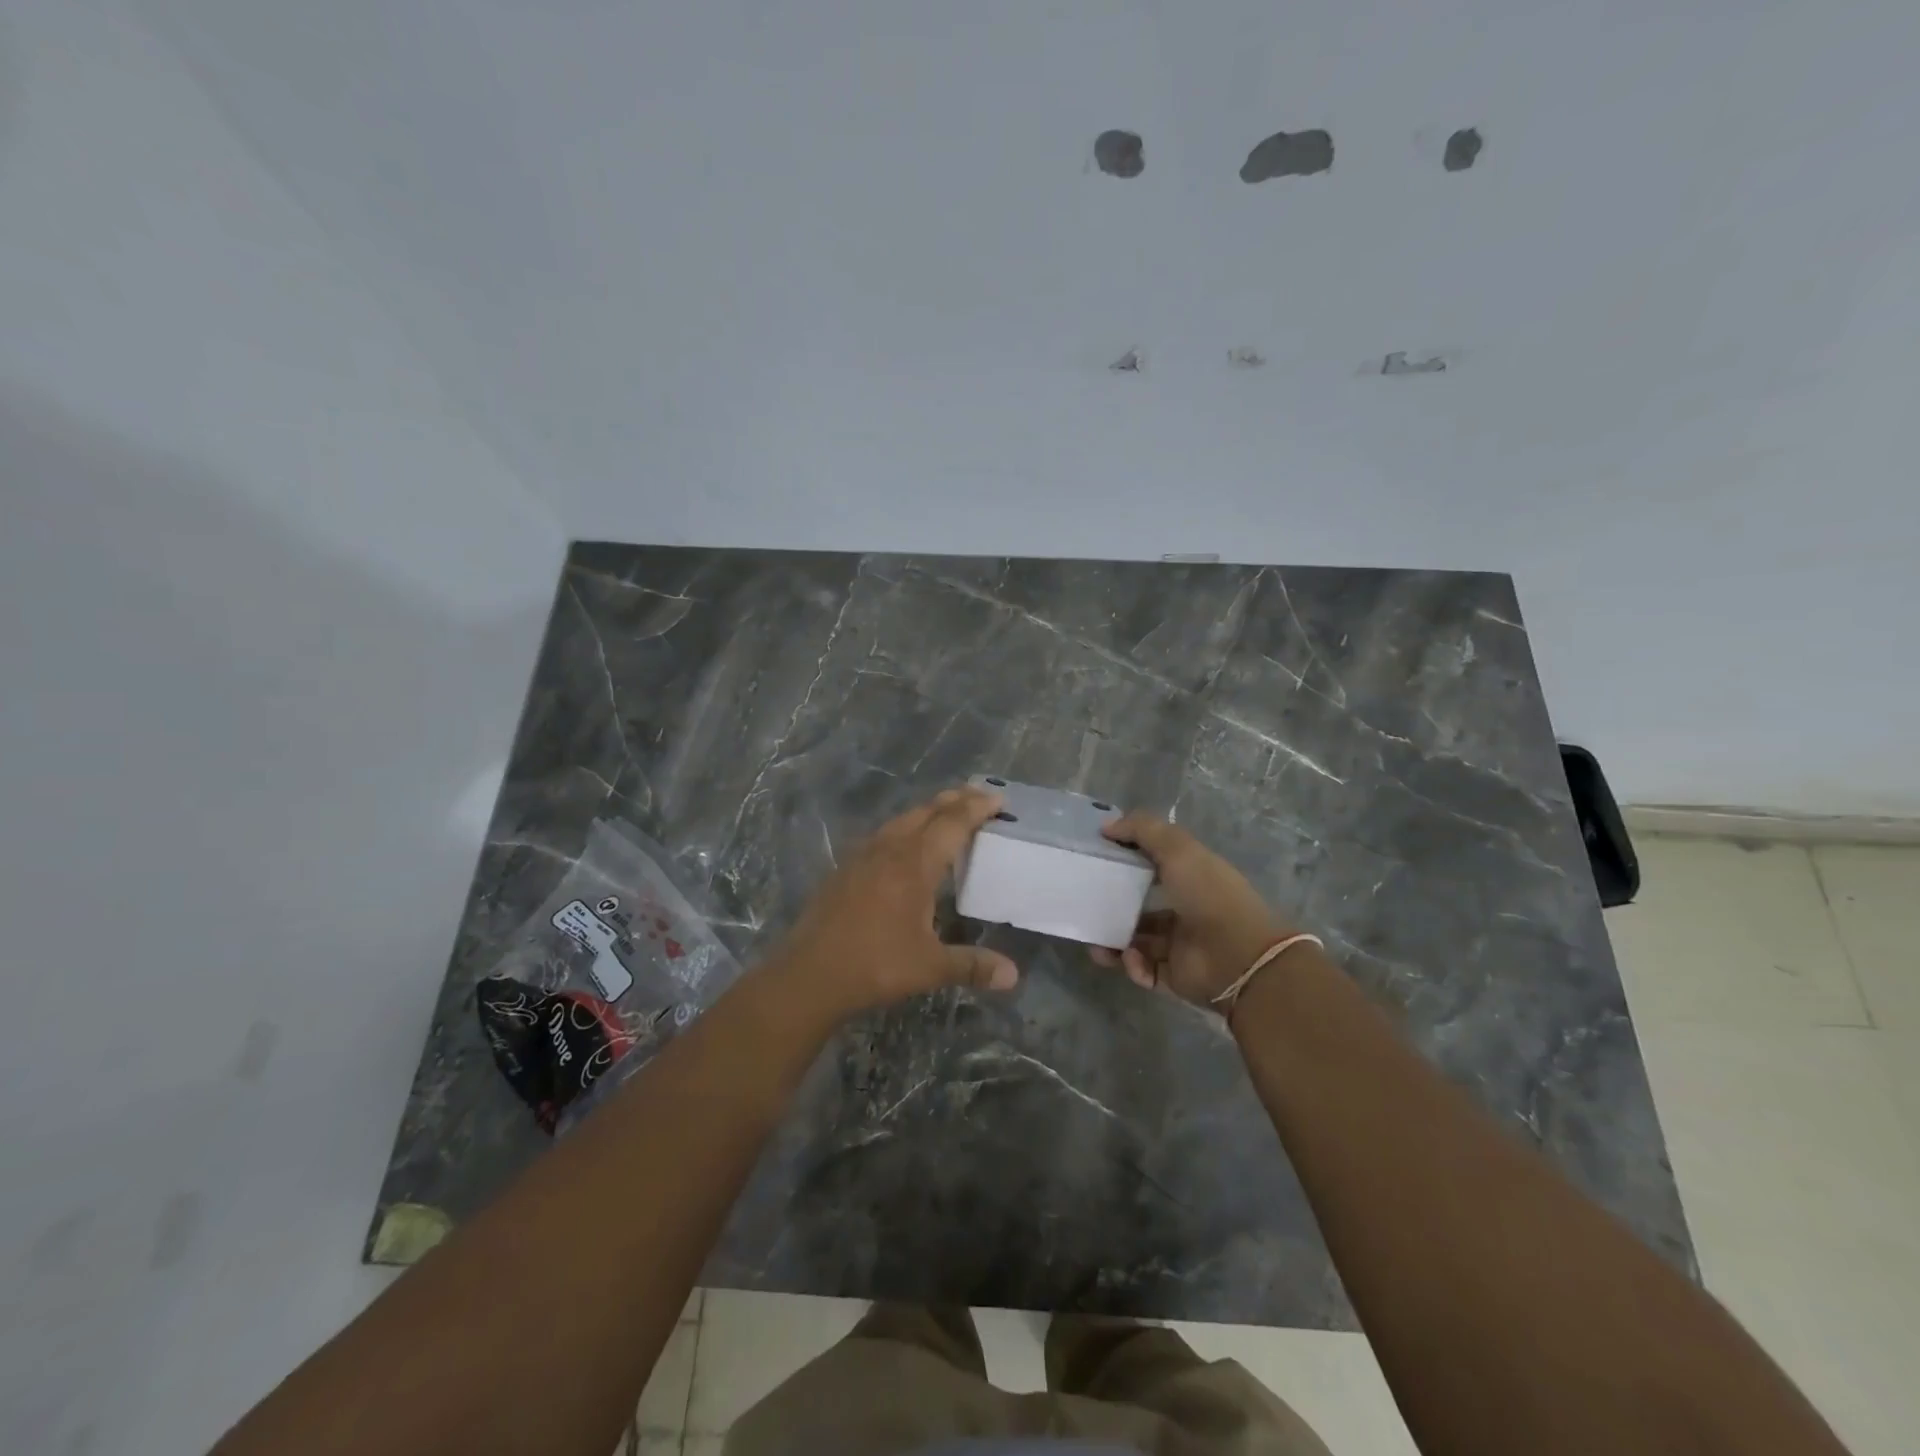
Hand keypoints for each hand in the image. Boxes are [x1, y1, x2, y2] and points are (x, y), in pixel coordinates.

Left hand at [770, 787, 1018, 1018]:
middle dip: (954, 801)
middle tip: (978, 796)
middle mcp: (889, 850)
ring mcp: (862, 856)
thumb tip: (1013, 975)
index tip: (997, 797)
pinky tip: (904, 845)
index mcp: (914, 865)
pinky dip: (905, 828)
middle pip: (926, 812)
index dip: (976, 808)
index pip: (952, 824)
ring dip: (928, 812)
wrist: (809, 974)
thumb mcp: (929, 967)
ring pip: (901, 820)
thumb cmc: (874, 965)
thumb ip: (972, 965)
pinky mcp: (845, 869)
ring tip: (946, 814)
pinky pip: (883, 835)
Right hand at [1091, 813, 1292, 1005]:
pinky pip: (1144, 970)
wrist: (1238, 956)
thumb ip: (1142, 830)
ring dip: (1114, 942)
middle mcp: (1185, 910)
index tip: (1098, 860)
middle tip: (1087, 910)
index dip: (1127, 861)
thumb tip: (1106, 826)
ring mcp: (1180, 945)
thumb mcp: (1177, 849)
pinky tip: (1130, 959)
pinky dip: (1133, 965)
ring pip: (1136, 942)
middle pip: (1140, 908)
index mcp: (1191, 878)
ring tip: (1097, 947)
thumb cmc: (1208, 895)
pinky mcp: (1175, 976)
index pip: (1153, 866)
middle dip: (1112, 909)